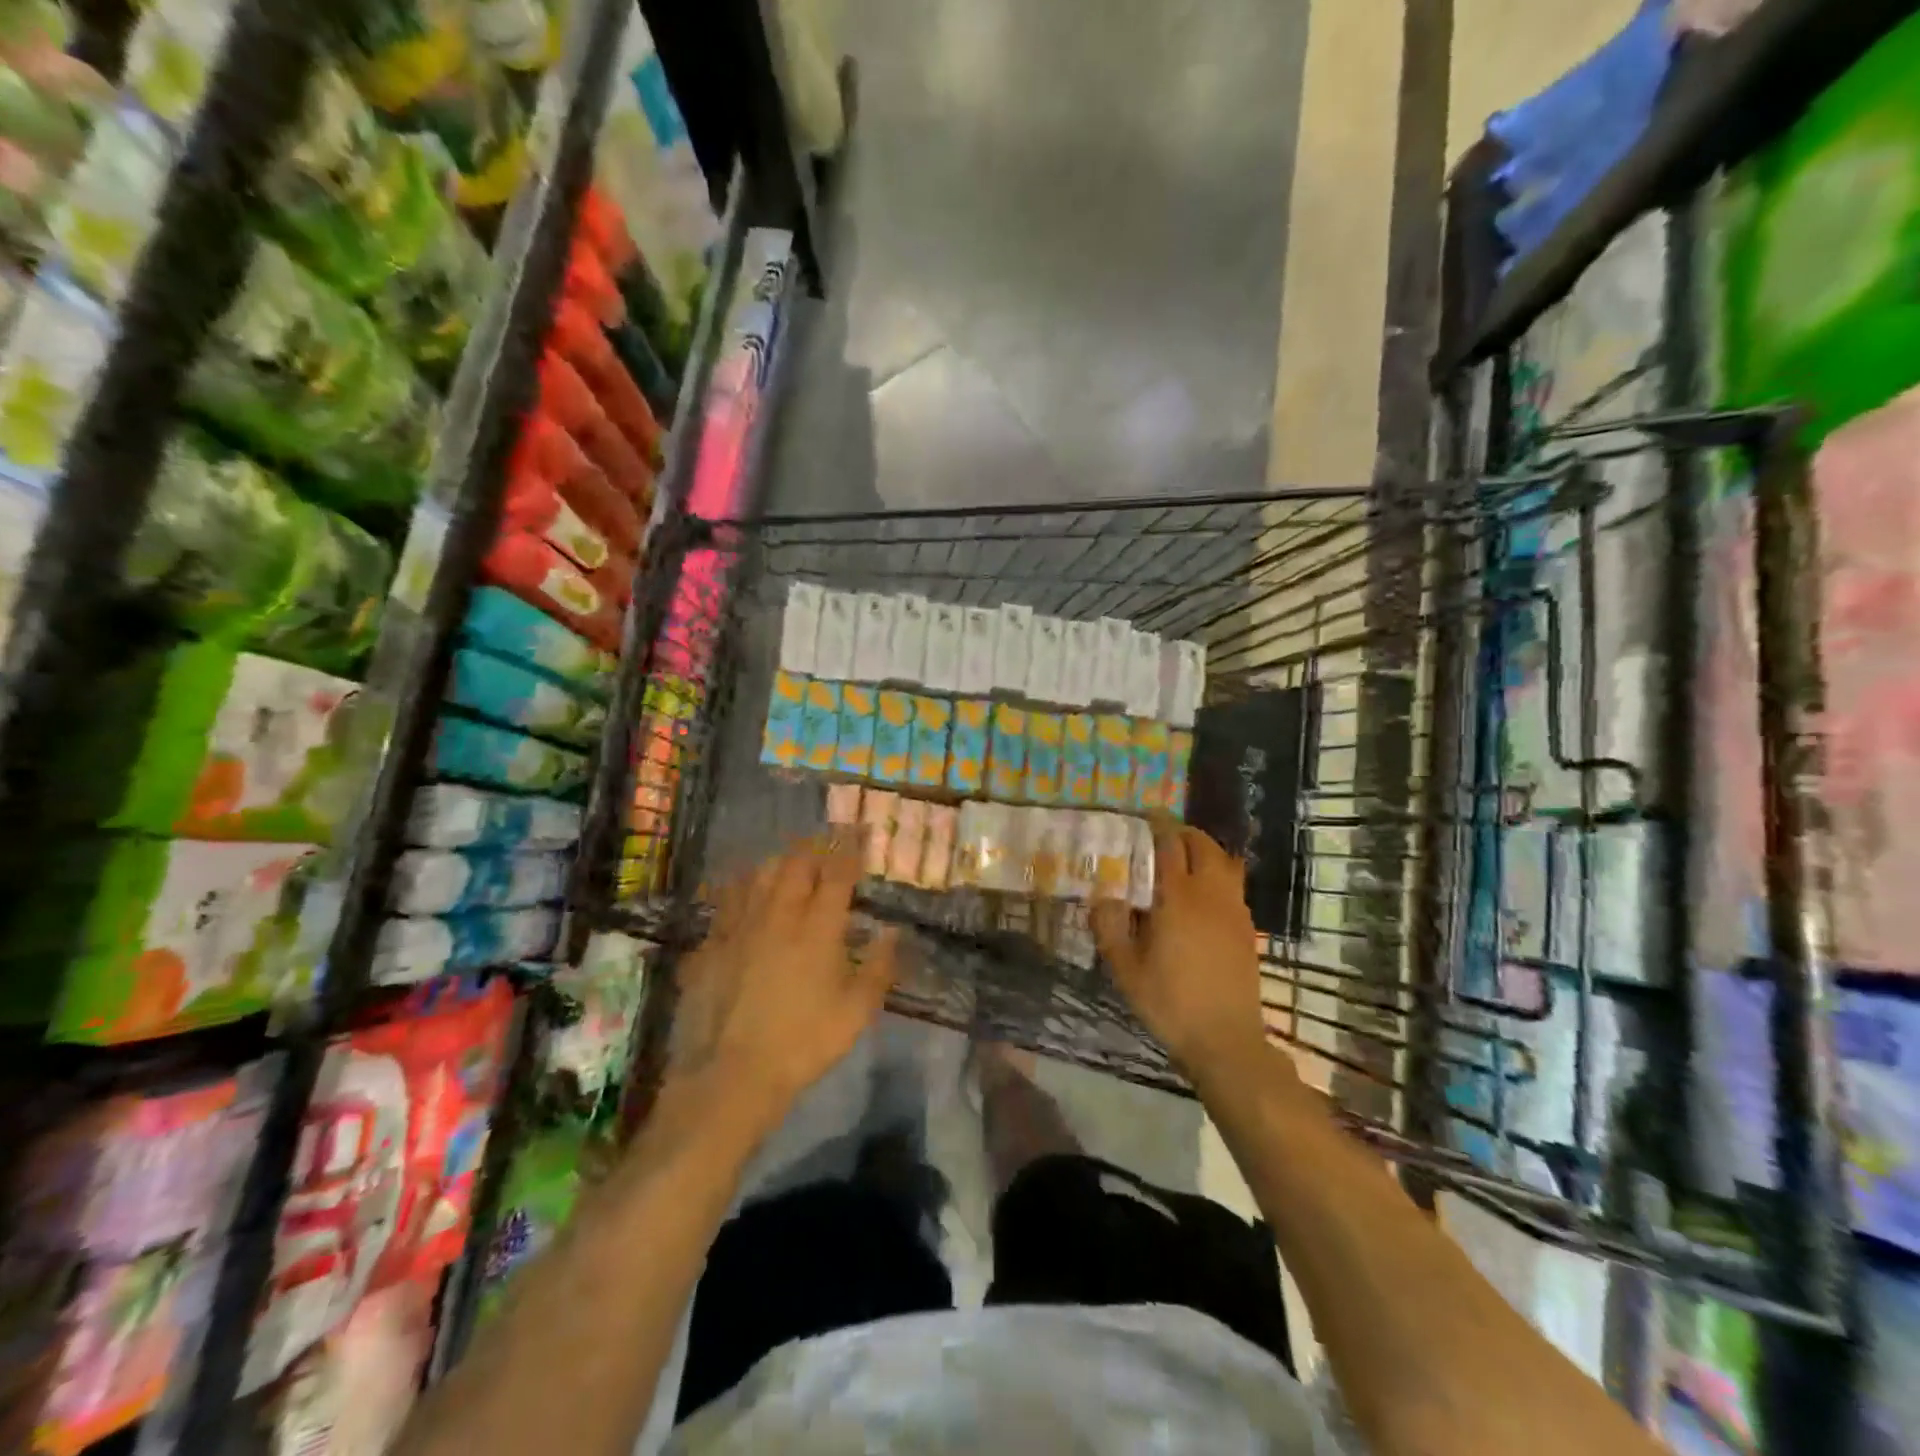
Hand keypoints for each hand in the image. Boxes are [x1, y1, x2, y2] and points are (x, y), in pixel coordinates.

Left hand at [666, 840, 899, 1122]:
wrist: (731, 1074)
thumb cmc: (804, 1043)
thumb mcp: (857, 1012)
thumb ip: (879, 967)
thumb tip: (892, 932)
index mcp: (818, 928)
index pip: (838, 874)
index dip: (851, 849)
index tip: (860, 832)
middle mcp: (778, 914)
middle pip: (795, 864)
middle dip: (814, 848)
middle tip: (824, 846)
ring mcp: (738, 926)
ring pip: (758, 875)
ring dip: (777, 863)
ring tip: (786, 863)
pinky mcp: (710, 944)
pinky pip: (725, 901)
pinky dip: (740, 889)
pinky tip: (742, 895)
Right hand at [1092, 827, 1274, 1083]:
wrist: (1225, 1040)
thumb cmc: (1169, 1002)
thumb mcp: (1125, 967)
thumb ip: (1109, 925)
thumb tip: (1101, 896)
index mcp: (1178, 897)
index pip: (1170, 845)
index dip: (1158, 825)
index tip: (1146, 815)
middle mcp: (1210, 894)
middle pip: (1204, 845)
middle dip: (1184, 833)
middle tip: (1162, 836)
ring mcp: (1234, 911)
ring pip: (1225, 862)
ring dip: (1205, 850)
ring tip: (1183, 859)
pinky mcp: (1247, 929)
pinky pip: (1233, 885)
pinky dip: (1217, 874)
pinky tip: (1201, 896)